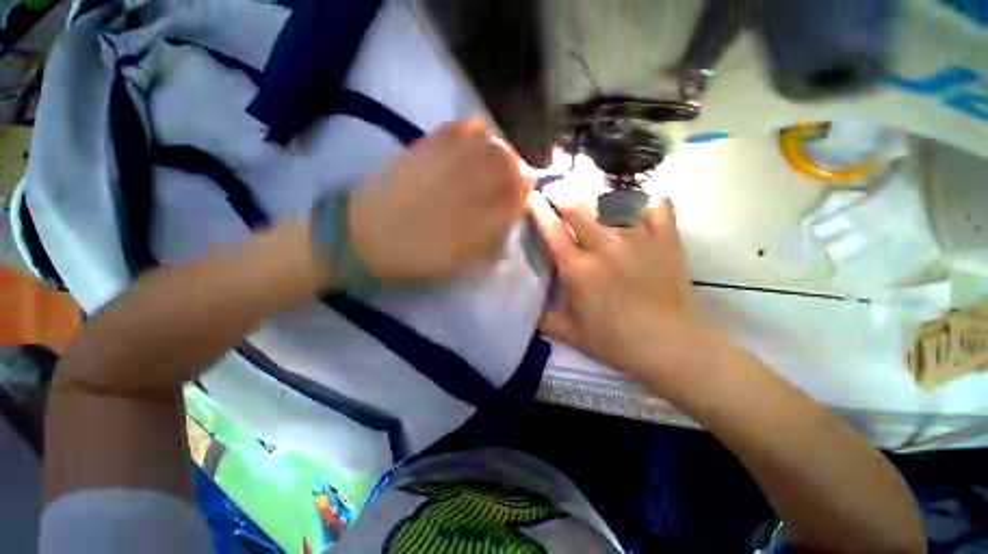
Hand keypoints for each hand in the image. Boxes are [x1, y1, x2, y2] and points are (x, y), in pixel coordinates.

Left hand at [348, 119, 529, 281]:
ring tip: (500, 156)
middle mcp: (466, 190)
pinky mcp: (422, 151)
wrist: (363, 239)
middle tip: (518, 174)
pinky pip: (453, 130)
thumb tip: (507, 223)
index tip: (525, 195)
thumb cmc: (415, 259)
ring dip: (500, 148)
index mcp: (475, 222)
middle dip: (518, 169)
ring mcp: (444, 166)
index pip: (515, 199)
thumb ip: (487, 243)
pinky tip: (475, 135)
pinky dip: (470, 128)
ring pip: (486, 145)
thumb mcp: (458, 264)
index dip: (524, 194)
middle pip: (506, 167)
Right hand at [528, 191, 726, 394]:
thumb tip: (532, 310)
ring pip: (612, 202)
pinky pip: (656, 206)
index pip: (552, 230)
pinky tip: (636, 209)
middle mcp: (605, 247)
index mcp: (578, 269)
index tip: (532, 196)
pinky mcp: (666, 239)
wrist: (669, 345)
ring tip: (587, 199)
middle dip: (561, 195)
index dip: (539, 210)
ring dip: (594, 197)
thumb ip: (545, 319)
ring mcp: (638, 239)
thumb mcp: (570, 334)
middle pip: (578, 207)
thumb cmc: (615, 341)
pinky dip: (645, 202)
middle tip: (555, 193)